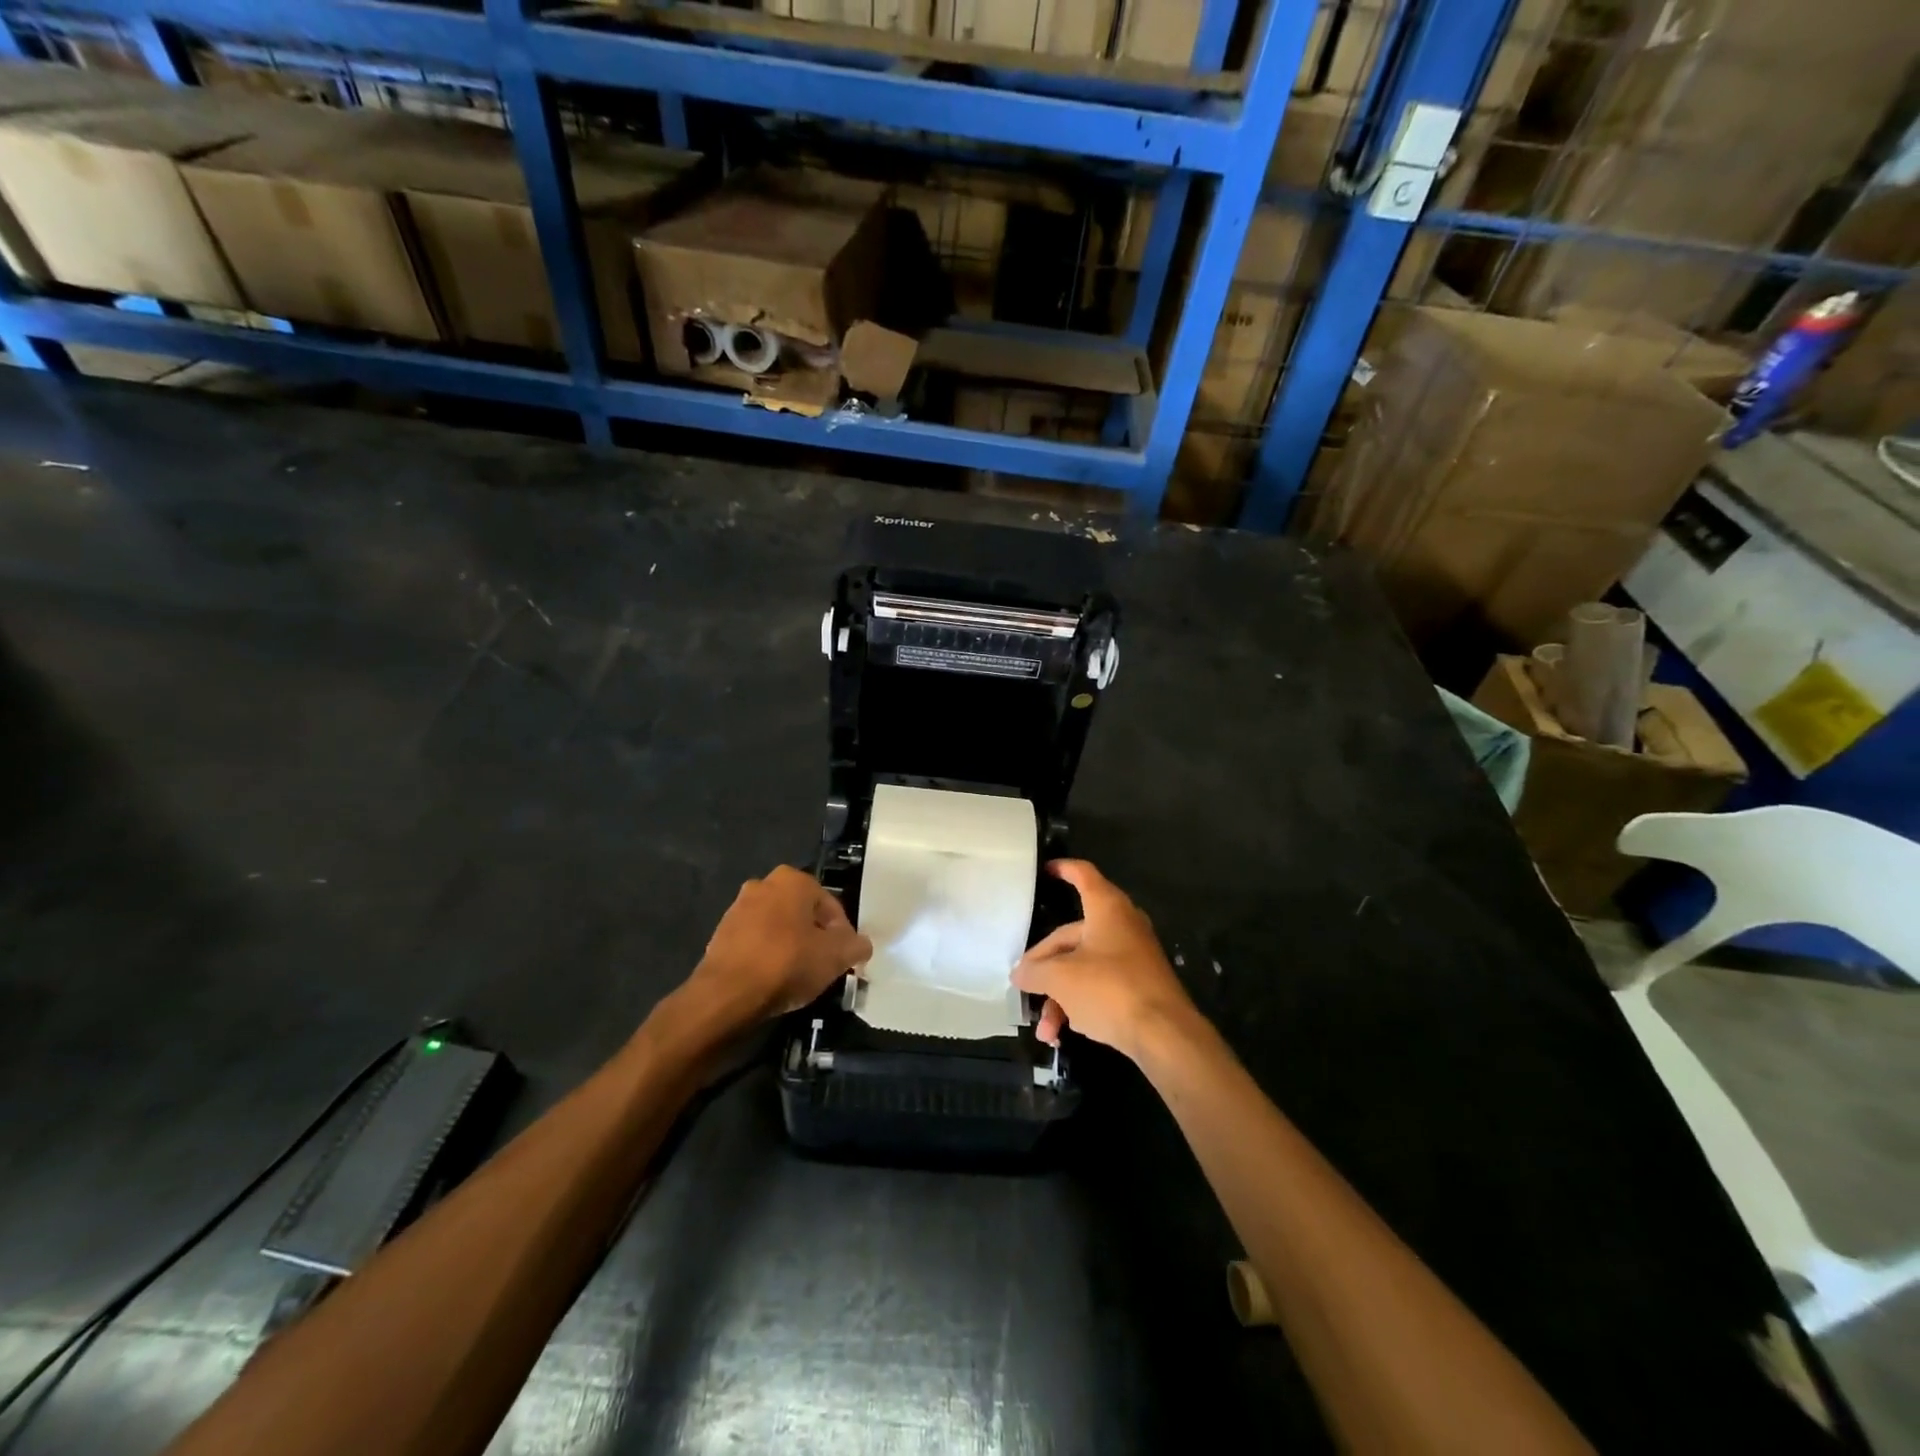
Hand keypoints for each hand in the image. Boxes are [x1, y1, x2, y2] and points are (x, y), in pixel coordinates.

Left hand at [689, 866, 871, 1025]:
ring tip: (797, 976)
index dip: (843, 935)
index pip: (831, 906)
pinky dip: (767, 955)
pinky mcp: (721, 933)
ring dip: (790, 946)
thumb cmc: (787, 964)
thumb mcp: (836, 957)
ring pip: (778, 927)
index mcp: (793, 880)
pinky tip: (772, 979)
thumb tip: (861, 945)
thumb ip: (856, 946)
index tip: (843, 960)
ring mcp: (738, 908)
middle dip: (815, 937)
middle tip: (822, 966)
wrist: (727, 994)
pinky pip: (756, 942)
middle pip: (803, 914)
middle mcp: (764, 884)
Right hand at [1012, 860, 1195, 1060]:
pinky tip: (1063, 1034)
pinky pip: (1100, 987)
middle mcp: (1122, 926)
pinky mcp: (1139, 987)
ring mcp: (1132, 958)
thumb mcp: (1061, 978)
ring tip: (1045, 1030)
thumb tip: (1020, 974)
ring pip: (1084, 967)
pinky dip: (1080, 1005)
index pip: (1083, 875)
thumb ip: (1035, 972)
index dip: (1063, 869)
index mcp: (1107, 909)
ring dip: (1059, 997)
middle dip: (1045, 965)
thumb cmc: (1110, 989)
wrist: (1166, 1035)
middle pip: (1073, 935)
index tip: (1046, 870)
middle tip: (1025, 984)